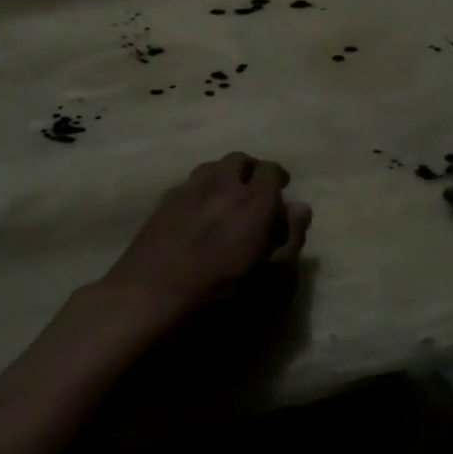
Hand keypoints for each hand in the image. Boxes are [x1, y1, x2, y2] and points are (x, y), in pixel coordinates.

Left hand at [100, 152, 311, 322]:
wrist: (151, 294)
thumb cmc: (219, 291)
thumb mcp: (270, 276)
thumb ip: (290, 238)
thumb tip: (301, 208)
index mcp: (254, 200)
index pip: (271, 170)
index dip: (277, 178)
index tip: (280, 191)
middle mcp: (223, 184)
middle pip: (239, 160)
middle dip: (250, 170)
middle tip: (254, 192)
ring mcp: (190, 188)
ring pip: (212, 167)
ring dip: (223, 176)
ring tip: (225, 199)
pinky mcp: (164, 200)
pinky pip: (188, 184)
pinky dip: (200, 190)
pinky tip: (197, 213)